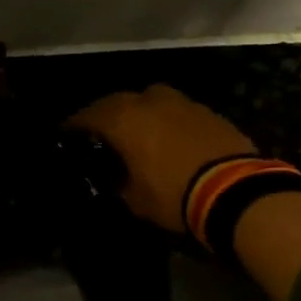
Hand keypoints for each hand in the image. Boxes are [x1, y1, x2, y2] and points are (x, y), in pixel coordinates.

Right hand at [67, 84, 257, 233]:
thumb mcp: (135, 199)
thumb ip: (120, 182)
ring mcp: (181, 102)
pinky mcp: (206, 111)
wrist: (234, 189)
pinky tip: (166, 138)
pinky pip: (175, 111)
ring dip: (139, 113)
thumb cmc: (173, 194)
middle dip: (106, 114)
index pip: (88, 116)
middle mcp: (149, 101)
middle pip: (118, 101)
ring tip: (135, 132)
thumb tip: (118, 178)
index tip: (66, 134)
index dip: (74, 126)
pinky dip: (165, 120)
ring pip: (150, 101)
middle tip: (99, 132)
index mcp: (124, 119)